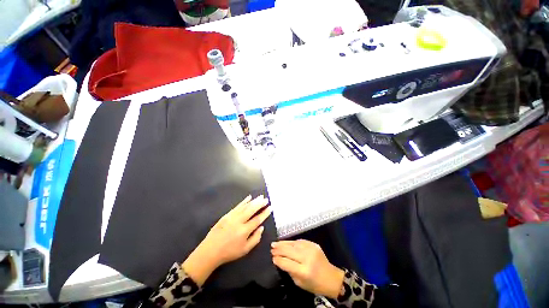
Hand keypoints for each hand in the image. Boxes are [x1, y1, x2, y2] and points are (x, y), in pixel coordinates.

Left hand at [182, 195, 271, 285]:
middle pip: (251, 210)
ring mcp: (232, 217)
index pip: (257, 219)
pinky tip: (249, 197)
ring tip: (260, 197)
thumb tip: (261, 228)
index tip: (270, 207)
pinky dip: (244, 201)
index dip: (265, 213)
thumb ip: (255, 239)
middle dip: (260, 204)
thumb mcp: (244, 250)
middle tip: (266, 199)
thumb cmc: (229, 252)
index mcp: (244, 231)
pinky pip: (237, 206)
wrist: (210, 251)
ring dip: (254, 201)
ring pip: (245, 206)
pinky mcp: (226, 215)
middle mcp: (239, 221)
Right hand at [271, 240, 344, 298]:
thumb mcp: (300, 283)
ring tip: (276, 243)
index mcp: (304, 271)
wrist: (332, 278)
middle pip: (289, 251)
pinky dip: (292, 242)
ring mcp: (311, 249)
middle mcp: (307, 258)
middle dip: (279, 249)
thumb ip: (289, 271)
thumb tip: (280, 261)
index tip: (272, 257)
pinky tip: (287, 243)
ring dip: (284, 243)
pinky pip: (300, 241)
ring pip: (294, 243)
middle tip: (271, 247)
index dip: (278, 259)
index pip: (287, 262)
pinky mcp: (314, 244)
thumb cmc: (315, 284)